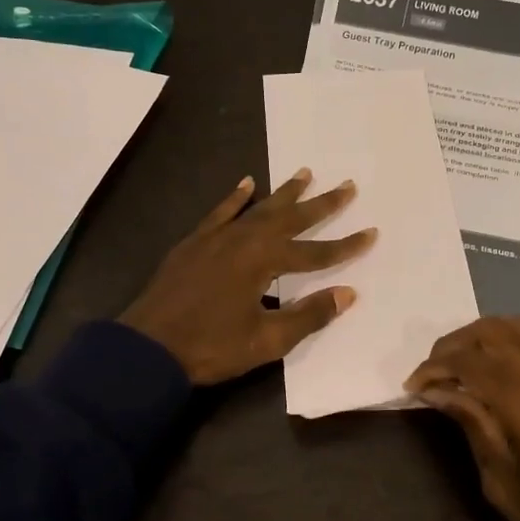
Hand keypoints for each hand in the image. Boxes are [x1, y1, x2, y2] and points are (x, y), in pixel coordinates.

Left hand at [121, 170, 376, 384]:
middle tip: (347, 185)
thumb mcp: (266, 340)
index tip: (372, 233)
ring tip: (306, 173)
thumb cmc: (210, 347)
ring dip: (284, 193)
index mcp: (263, 261)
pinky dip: (235, 197)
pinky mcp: (195, 242)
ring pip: (258, 208)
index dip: (346, 246)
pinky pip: (221, 212)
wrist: (147, 347)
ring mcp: (216, 237)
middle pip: (290, 218)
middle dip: (321, 204)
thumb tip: (348, 293)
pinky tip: (247, 183)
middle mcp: (243, 239)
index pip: (315, 252)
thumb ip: (308, 315)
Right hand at [406, 317, 519, 520]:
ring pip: (516, 328)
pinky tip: (490, 373)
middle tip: (430, 375)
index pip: (470, 362)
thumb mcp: (502, 484)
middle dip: (453, 345)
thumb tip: (438, 392)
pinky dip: (505, 343)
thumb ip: (473, 426)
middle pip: (491, 332)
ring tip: (456, 367)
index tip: (410, 387)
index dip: (434, 368)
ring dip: (480, 337)